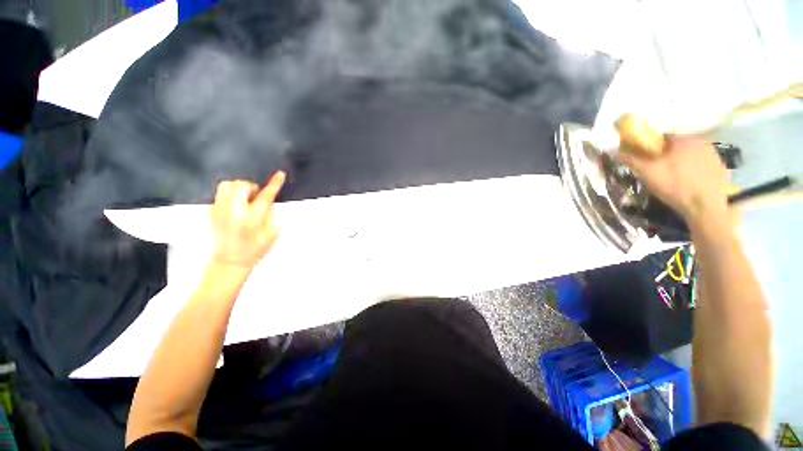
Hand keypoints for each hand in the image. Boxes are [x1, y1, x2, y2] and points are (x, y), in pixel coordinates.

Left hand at [210, 172, 285, 269]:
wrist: (231, 260)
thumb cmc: (255, 249)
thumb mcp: (272, 234)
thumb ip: (272, 215)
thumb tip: (269, 202)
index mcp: (251, 220)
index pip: (264, 196)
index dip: (274, 184)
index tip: (280, 174)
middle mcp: (233, 213)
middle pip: (240, 186)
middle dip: (251, 186)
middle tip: (256, 195)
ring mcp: (219, 211)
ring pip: (226, 186)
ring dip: (239, 188)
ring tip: (245, 198)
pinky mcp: (212, 212)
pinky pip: (220, 193)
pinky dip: (231, 193)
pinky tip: (237, 204)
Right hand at [616, 137, 731, 225]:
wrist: (706, 207)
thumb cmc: (674, 185)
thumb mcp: (647, 172)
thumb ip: (630, 159)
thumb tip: (611, 150)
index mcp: (683, 140)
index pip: (662, 138)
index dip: (650, 149)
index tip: (645, 161)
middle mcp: (702, 142)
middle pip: (678, 147)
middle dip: (667, 156)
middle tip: (658, 172)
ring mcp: (715, 156)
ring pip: (691, 156)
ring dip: (682, 164)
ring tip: (674, 180)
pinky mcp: (722, 169)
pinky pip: (703, 166)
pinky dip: (695, 172)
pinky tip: (689, 185)